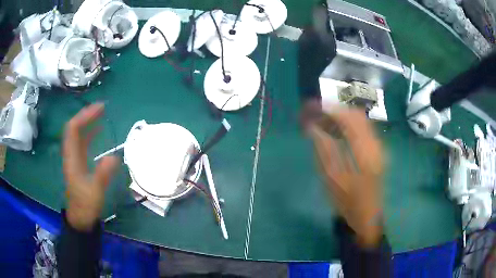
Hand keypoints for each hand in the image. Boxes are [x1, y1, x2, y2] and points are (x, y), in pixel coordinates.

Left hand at [63, 103, 118, 230]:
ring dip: (87, 122)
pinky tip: (98, 131)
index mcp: (72, 158)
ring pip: (78, 134)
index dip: (85, 116)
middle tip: (102, 107)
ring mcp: (74, 158)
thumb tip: (114, 157)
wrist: (80, 218)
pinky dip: (89, 133)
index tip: (100, 108)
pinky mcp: (79, 163)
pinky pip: (82, 142)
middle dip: (86, 115)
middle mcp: (71, 154)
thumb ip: (102, 175)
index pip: (73, 129)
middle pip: (74, 128)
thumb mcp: (95, 192)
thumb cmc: (86, 205)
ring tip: (101, 113)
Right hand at [310, 108, 384, 247]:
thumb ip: (323, 149)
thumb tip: (312, 128)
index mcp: (364, 153)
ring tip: (324, 121)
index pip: (348, 119)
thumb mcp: (332, 179)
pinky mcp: (377, 150)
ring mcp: (378, 146)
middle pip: (356, 115)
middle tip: (317, 113)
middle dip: (335, 109)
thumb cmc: (348, 202)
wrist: (368, 216)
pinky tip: (337, 132)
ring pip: (361, 120)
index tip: (313, 107)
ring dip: (342, 116)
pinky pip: (363, 129)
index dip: (330, 109)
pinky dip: (349, 125)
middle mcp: (375, 144)